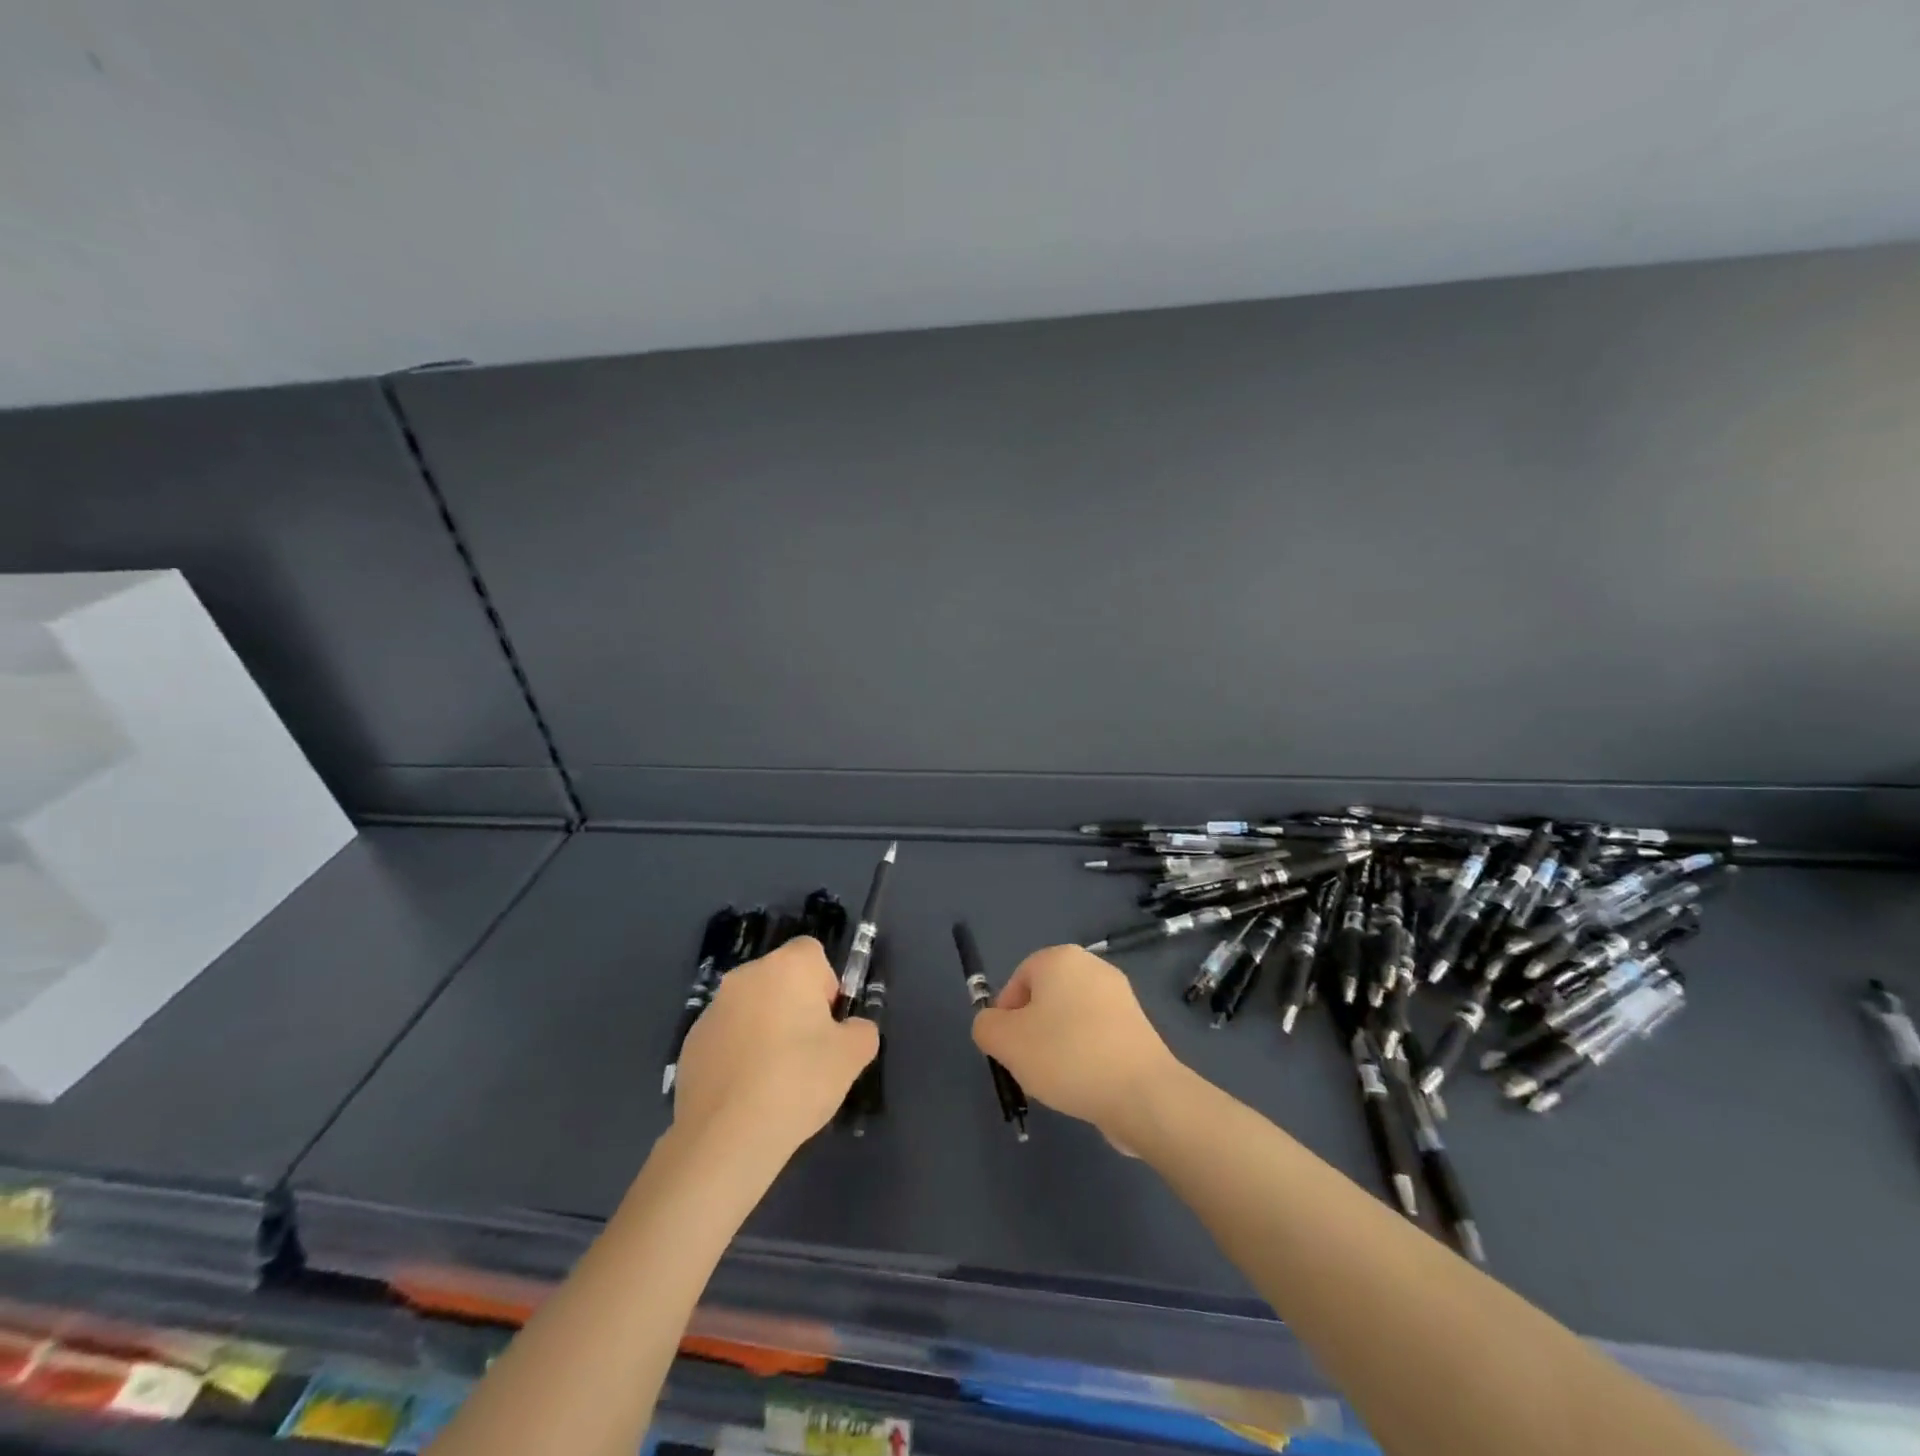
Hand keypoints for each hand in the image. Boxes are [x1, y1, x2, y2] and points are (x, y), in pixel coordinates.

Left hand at [673, 937, 878, 1156]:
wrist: (726, 1137)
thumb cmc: (798, 1081)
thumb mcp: (853, 1056)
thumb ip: (861, 1031)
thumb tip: (851, 1030)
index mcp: (786, 967)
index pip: (812, 953)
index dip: (825, 985)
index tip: (828, 1024)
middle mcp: (746, 976)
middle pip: (780, 980)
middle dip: (794, 1007)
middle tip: (807, 1053)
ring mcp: (712, 1009)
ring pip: (751, 1008)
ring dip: (764, 1030)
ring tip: (774, 1079)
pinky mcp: (690, 1043)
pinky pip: (727, 1038)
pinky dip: (738, 1054)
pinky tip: (746, 1093)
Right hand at [971, 945, 1186, 1140]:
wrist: (1141, 1093)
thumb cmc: (1066, 1055)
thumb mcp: (1005, 1041)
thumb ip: (986, 1026)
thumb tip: (994, 1025)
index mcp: (1060, 958)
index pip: (1017, 980)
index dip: (1005, 1016)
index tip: (1009, 1049)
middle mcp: (1092, 967)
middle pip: (1044, 999)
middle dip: (1031, 1033)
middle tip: (1029, 1066)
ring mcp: (1120, 997)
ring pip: (1070, 1020)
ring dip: (1057, 1048)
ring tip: (1058, 1082)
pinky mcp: (1137, 1027)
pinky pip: (1096, 1038)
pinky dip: (1085, 1057)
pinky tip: (1084, 1085)